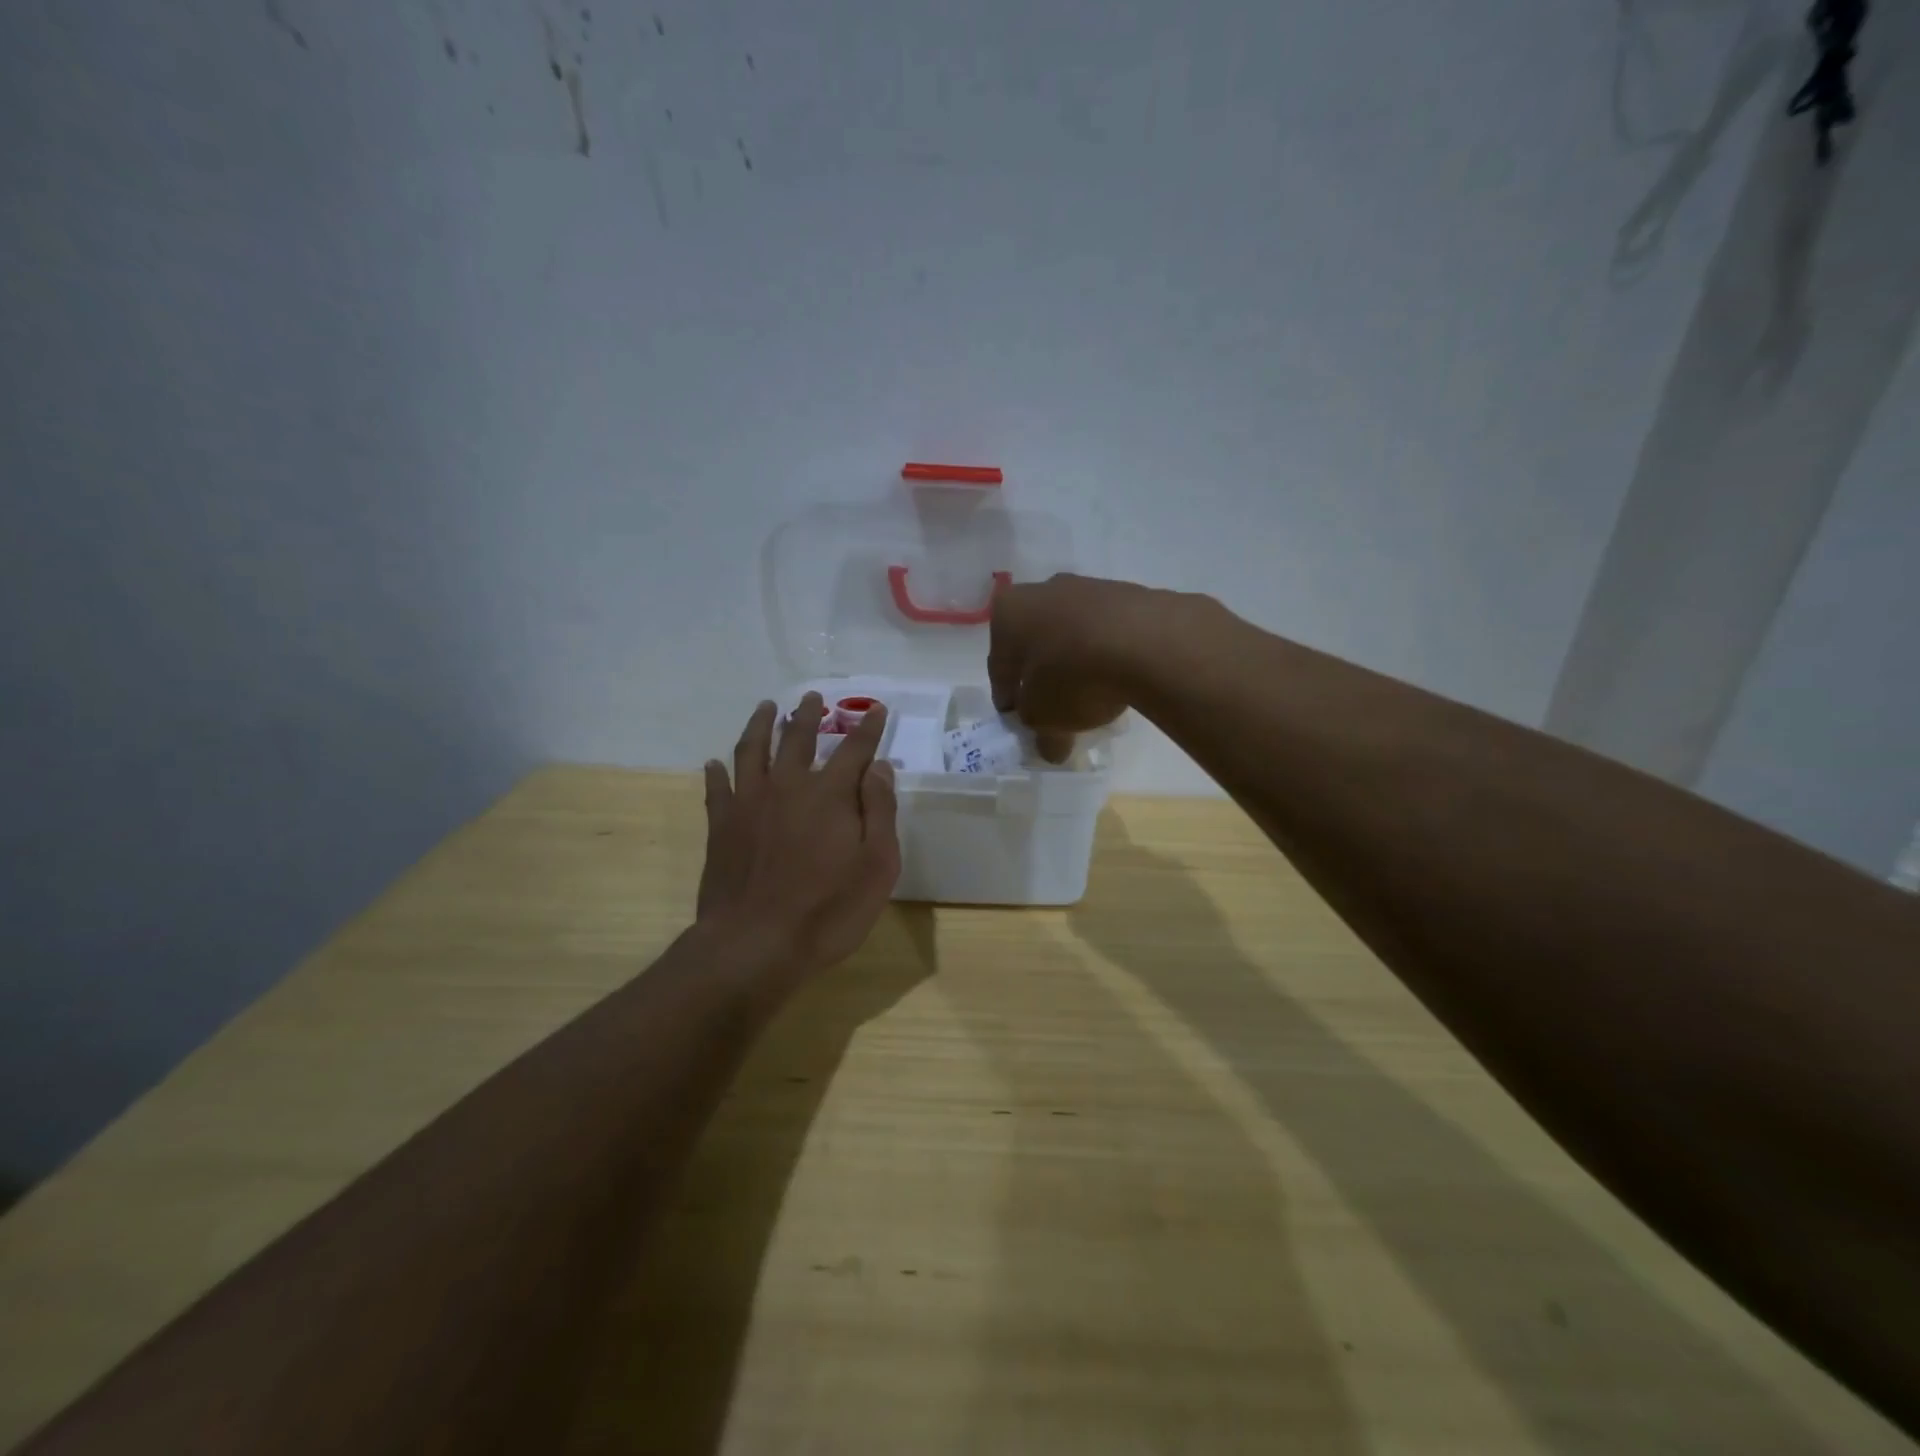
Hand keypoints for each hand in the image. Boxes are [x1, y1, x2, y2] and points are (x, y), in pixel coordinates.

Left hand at [697, 693, 900, 984]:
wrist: (754, 944)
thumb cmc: (828, 910)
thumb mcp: (877, 866)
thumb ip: (879, 811)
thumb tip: (879, 767)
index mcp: (830, 794)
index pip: (854, 749)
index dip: (868, 728)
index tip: (876, 709)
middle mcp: (788, 786)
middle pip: (798, 739)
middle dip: (808, 715)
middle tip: (812, 697)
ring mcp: (749, 803)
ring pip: (752, 750)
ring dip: (760, 725)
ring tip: (765, 707)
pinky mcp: (721, 826)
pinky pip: (717, 787)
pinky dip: (716, 771)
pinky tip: (714, 762)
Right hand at [988, 574, 1168, 762]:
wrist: (1147, 642)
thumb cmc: (1073, 676)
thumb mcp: (1046, 718)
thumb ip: (1041, 733)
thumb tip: (1050, 748)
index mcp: (1008, 613)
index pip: (999, 666)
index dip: (1008, 697)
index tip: (1019, 719)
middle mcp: (1043, 591)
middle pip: (1035, 643)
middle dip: (1042, 675)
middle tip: (1053, 709)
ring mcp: (1088, 587)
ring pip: (1072, 634)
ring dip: (1076, 662)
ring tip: (1092, 697)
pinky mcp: (1129, 594)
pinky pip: (1108, 632)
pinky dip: (1107, 653)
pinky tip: (1119, 679)